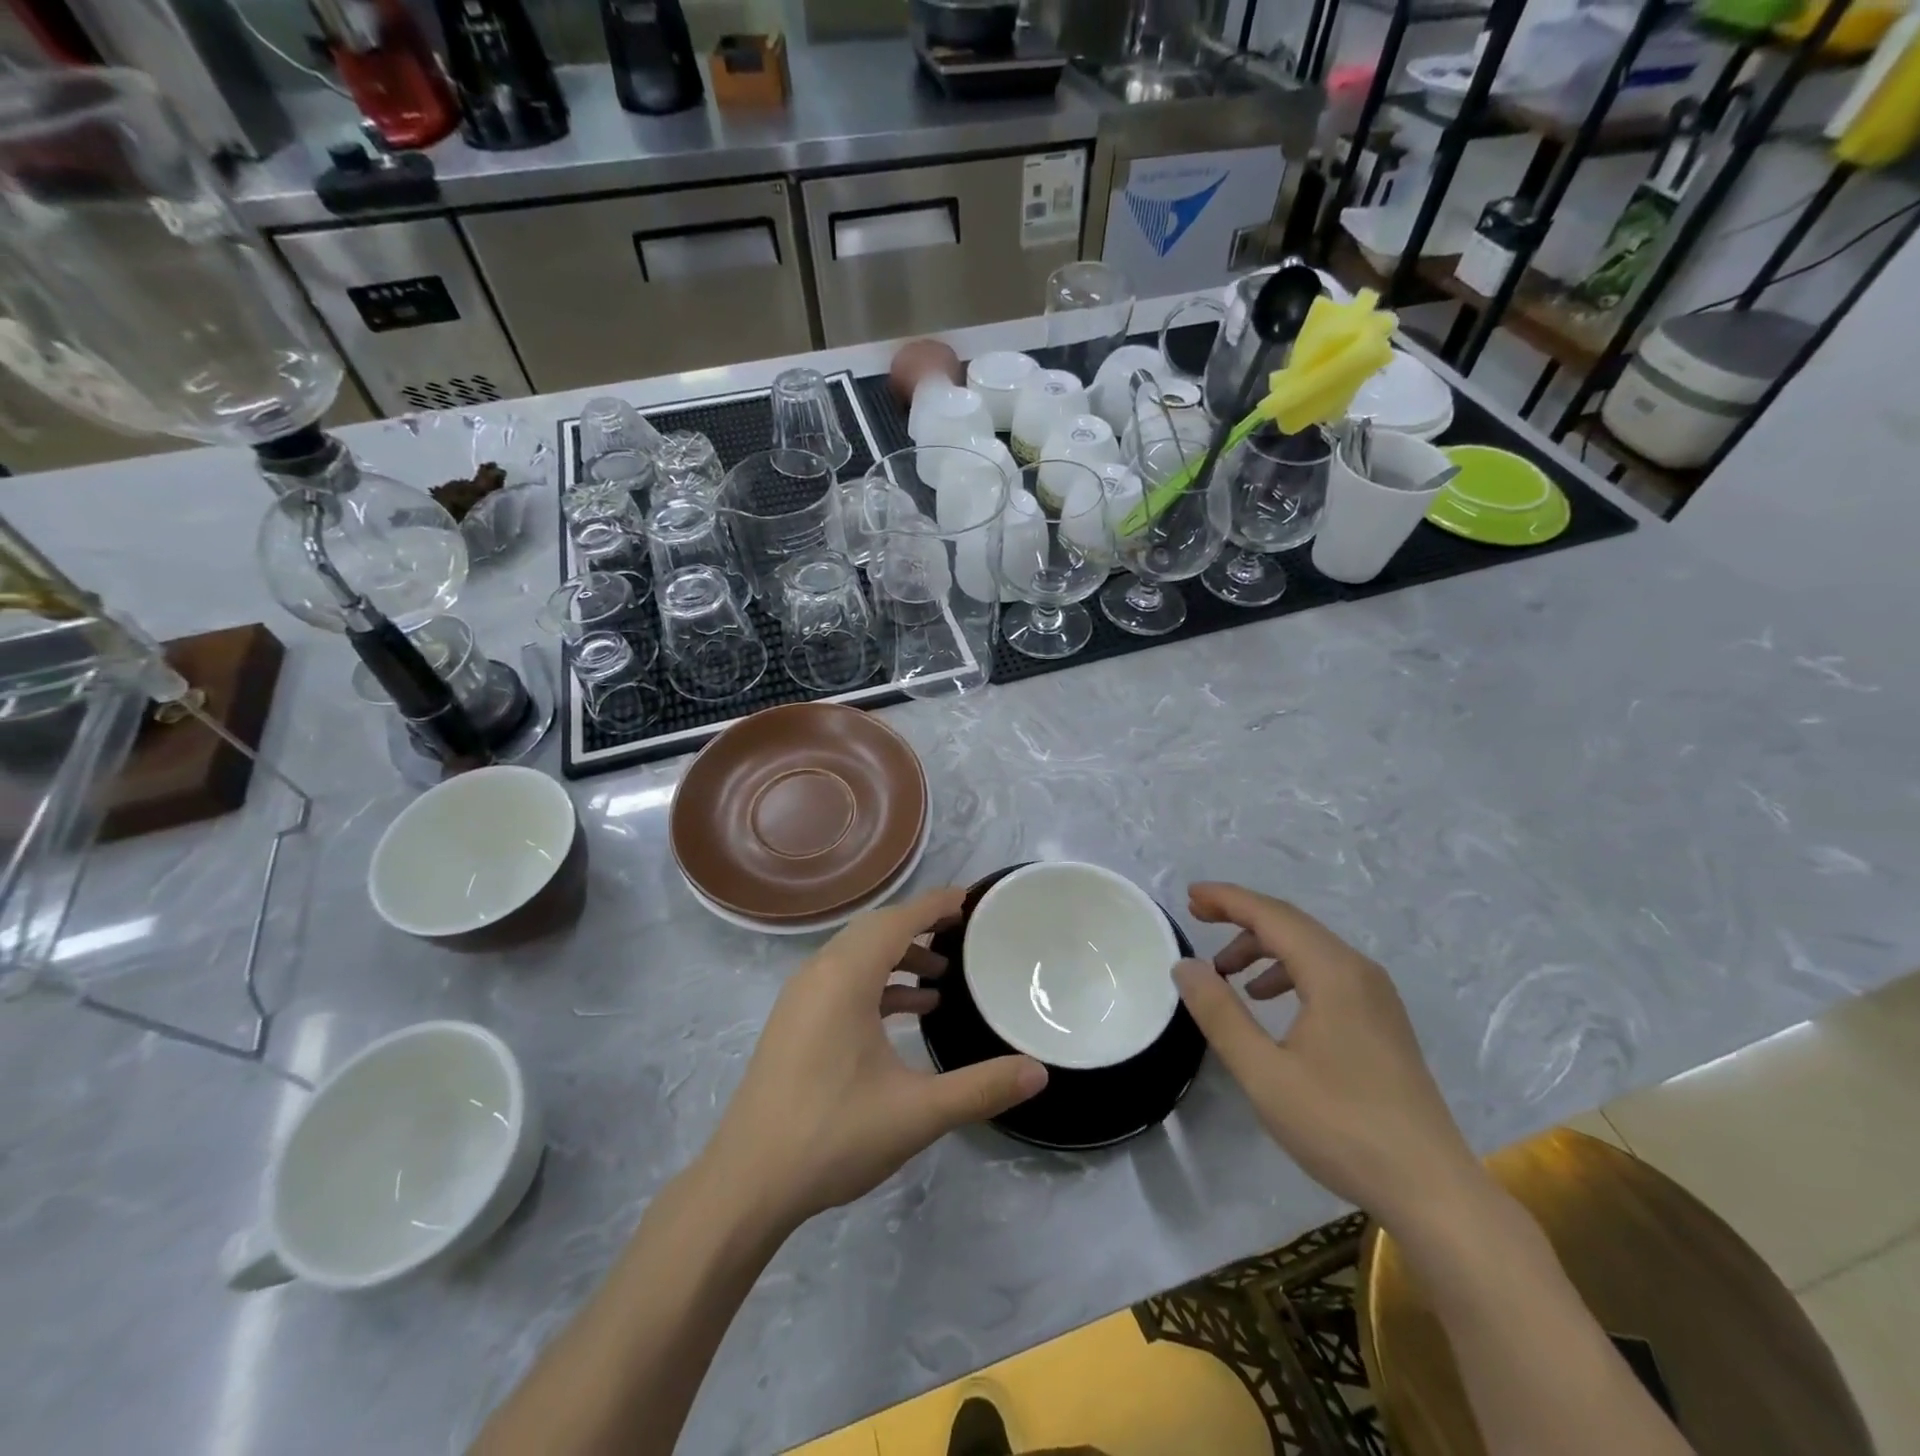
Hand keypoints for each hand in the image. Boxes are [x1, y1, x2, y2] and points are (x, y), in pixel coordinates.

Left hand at [703, 888, 1047, 1229]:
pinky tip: (907, 1014)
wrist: (747, 1183)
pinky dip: (877, 984)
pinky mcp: (795, 1022)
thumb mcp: (916, 1113)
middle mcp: (819, 973)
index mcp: (845, 977)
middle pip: (876, 930)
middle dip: (920, 926)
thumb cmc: (832, 1135)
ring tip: (942, 979)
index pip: (898, 920)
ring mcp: (801, 997)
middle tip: (964, 935)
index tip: (973, 900)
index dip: (936, 904)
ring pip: (857, 956)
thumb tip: (1039, 1073)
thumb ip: (981, 1088)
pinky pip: (842, 981)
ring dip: (898, 957)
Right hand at [1172, 882, 1482, 1230]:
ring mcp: (1376, 997)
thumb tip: (1185, 965)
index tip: (1189, 896)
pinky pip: (1327, 973)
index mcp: (1333, 973)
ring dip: (1263, 948)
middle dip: (1242, 917)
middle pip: (1292, 925)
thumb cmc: (1341, 1126)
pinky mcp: (1382, 1021)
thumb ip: (1220, 1014)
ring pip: (1310, 949)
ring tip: (1225, 972)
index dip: (1228, 900)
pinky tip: (1269, 1002)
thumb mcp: (1264, 1072)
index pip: (1272, 916)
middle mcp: (1359, 972)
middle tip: (1198, 919)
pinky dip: (1288, 972)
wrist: (1432, 1190)